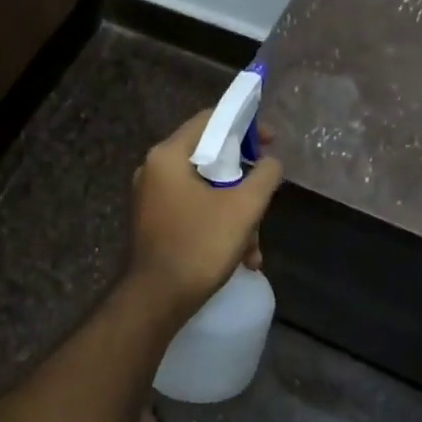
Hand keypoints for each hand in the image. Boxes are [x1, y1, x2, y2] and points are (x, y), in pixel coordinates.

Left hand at [127, 109, 283, 323]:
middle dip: (243, 185)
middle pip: (210, 160)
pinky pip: (193, 211)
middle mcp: (153, 170)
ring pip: (205, 192)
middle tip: (265, 201)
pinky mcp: (153, 223)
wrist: (156, 300)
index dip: (245, 125)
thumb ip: (264, 176)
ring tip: (253, 249)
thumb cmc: (199, 246)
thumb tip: (271, 162)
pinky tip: (240, 258)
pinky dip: (218, 227)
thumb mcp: (244, 208)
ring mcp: (150, 199)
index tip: (271, 143)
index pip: (209, 120)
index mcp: (168, 156)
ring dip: (236, 215)